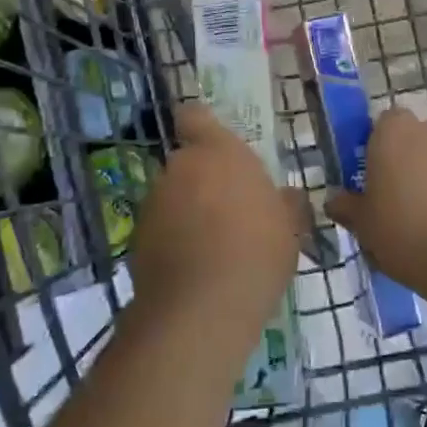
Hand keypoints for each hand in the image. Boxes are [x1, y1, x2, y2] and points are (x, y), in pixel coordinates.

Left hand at [129, 103, 300, 338]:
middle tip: (230, 210)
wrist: (202, 309)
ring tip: (213, 247)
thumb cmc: (258, 251)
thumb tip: (287, 196)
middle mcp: (180, 167)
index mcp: (219, 152)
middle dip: (203, 180)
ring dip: (188, 211)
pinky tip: (195, 268)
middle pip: (188, 163)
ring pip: (173, 196)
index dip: (201, 127)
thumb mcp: (290, 226)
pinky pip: (161, 228)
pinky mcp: (136, 238)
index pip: (195, 117)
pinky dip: (173, 240)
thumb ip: (286, 203)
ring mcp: (154, 202)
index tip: (214, 146)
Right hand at [325, 107, 426, 300]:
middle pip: (415, 140)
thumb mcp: (364, 227)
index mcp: (395, 132)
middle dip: (408, 164)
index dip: (377, 148)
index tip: (372, 179)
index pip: (383, 124)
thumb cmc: (407, 233)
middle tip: (397, 202)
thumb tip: (335, 200)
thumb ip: (348, 207)